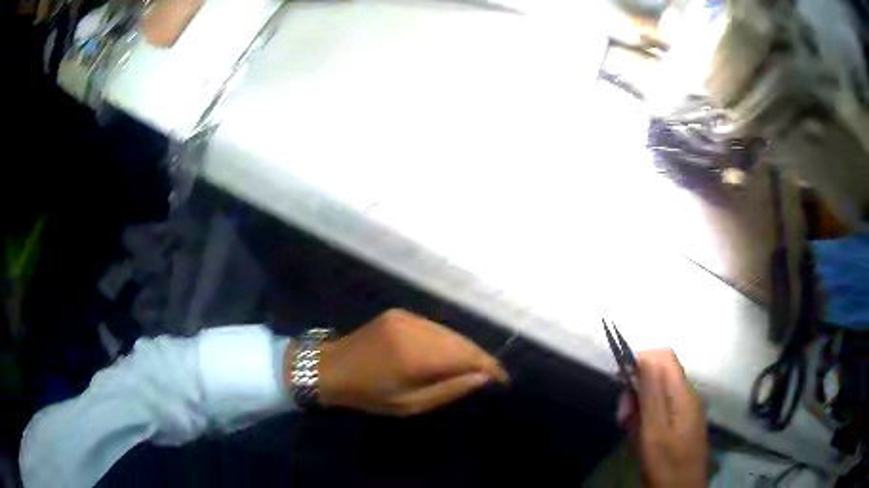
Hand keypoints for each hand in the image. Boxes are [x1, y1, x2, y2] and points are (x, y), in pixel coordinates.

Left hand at [291, 309, 508, 415]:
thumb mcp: (409, 404)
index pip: (466, 357)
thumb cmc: (369, 394)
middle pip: (462, 341)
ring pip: (450, 331)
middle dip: (480, 357)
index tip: (503, 379)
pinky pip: (435, 326)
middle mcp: (416, 329)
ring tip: (476, 365)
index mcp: (416, 356)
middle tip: (493, 374)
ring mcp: (408, 316)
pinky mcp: (401, 312)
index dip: (489, 366)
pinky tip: (451, 352)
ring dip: (466, 348)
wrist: (332, 367)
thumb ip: (449, 389)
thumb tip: (482, 377)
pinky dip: (448, 339)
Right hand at [620, 349, 707, 487]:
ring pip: (658, 392)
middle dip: (636, 388)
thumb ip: (651, 395)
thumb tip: (645, 356)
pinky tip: (639, 435)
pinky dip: (646, 416)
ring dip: (639, 405)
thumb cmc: (667, 465)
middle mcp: (687, 395)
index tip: (620, 383)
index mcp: (683, 394)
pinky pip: (662, 408)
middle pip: (659, 374)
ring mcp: (686, 410)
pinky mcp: (682, 422)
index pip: (663, 357)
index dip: (640, 360)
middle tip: (622, 417)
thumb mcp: (654, 432)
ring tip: (628, 428)